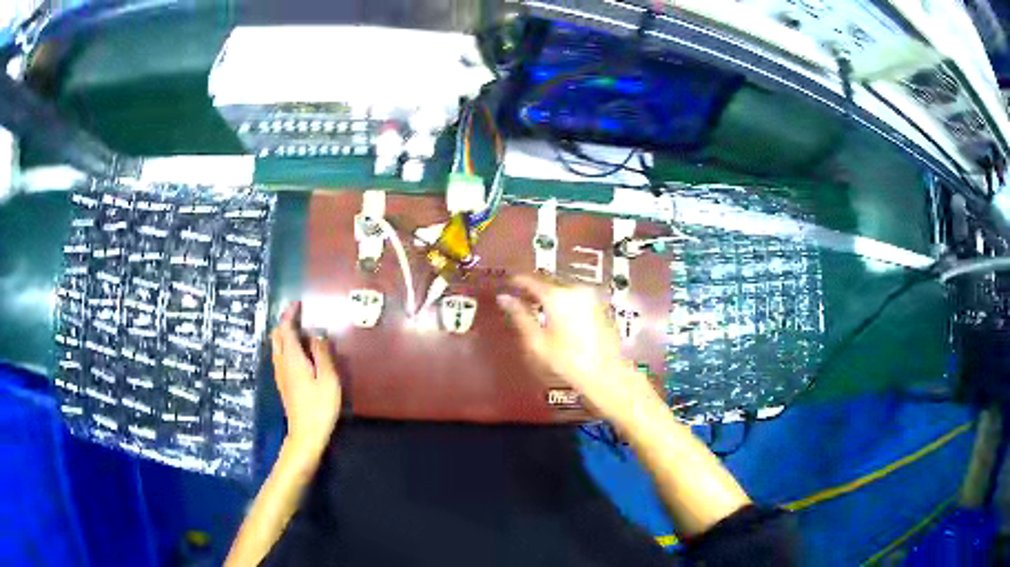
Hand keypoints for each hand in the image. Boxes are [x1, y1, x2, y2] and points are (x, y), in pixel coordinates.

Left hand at [270, 302, 341, 459]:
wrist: (306, 434)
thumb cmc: (320, 407)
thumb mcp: (328, 379)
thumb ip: (322, 354)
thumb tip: (318, 333)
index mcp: (292, 358)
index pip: (286, 329)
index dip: (290, 314)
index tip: (298, 304)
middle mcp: (282, 363)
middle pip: (277, 336)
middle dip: (284, 322)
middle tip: (298, 315)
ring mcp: (280, 374)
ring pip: (276, 346)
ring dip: (284, 334)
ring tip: (299, 330)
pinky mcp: (283, 384)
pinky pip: (280, 356)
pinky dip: (286, 346)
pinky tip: (299, 352)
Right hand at [497, 275, 658, 421]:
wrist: (606, 374)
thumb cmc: (568, 362)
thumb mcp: (537, 342)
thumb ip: (519, 316)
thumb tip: (504, 298)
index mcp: (557, 296)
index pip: (530, 280)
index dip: (516, 281)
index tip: (507, 285)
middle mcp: (575, 289)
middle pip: (549, 281)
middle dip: (534, 288)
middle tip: (520, 297)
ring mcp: (591, 295)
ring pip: (563, 287)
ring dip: (550, 293)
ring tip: (538, 307)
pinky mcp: (600, 304)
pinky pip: (576, 295)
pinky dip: (564, 300)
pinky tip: (558, 315)